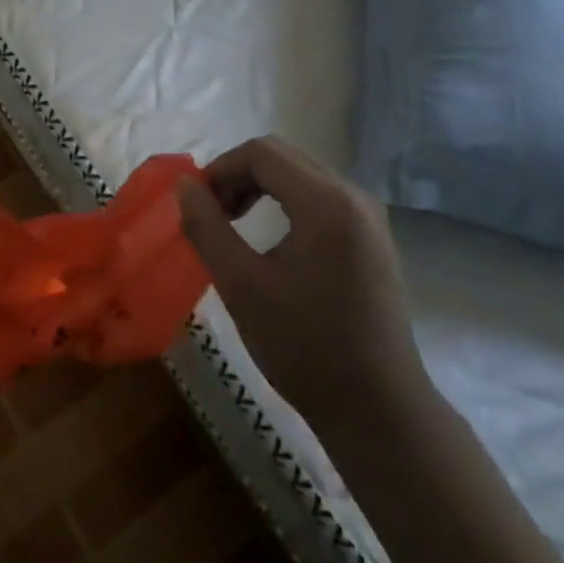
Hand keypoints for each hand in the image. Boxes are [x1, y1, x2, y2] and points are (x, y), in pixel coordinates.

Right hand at [176, 137, 429, 425]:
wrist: (378, 410)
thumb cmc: (304, 347)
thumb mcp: (241, 285)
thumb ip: (206, 227)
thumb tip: (185, 185)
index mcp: (326, 203)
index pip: (262, 152)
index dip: (220, 169)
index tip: (198, 205)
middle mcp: (354, 197)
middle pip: (283, 157)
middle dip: (239, 175)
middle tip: (212, 214)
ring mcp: (369, 218)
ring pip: (302, 174)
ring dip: (261, 187)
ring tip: (233, 223)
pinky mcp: (372, 238)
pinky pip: (321, 197)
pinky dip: (286, 203)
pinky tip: (271, 239)